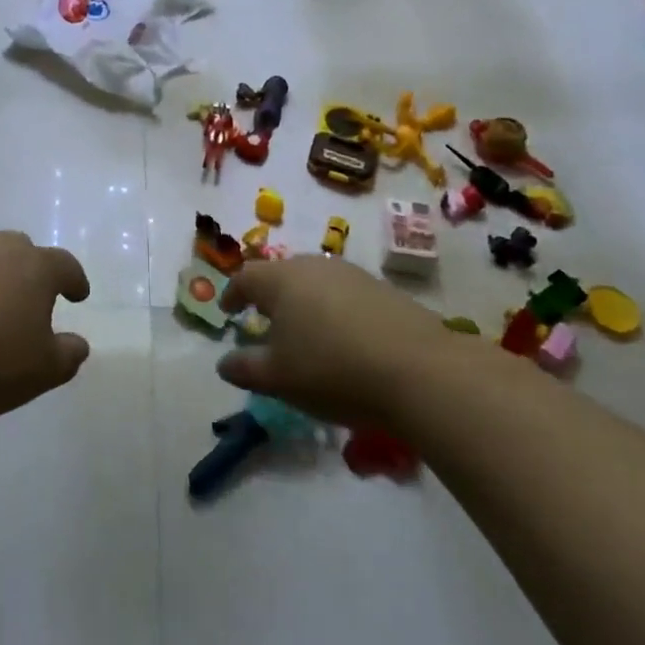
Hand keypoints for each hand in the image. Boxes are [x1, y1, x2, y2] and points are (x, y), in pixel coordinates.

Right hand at [217, 256, 457, 427]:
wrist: (419, 370)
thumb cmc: (332, 370)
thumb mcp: (279, 378)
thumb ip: (245, 368)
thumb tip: (224, 363)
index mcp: (280, 279)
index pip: (245, 277)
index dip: (232, 294)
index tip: (228, 312)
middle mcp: (313, 266)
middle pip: (281, 274)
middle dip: (269, 296)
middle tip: (264, 321)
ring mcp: (351, 274)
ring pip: (314, 282)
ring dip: (303, 302)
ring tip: (305, 332)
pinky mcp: (382, 288)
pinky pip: (344, 294)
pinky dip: (334, 310)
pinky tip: (343, 339)